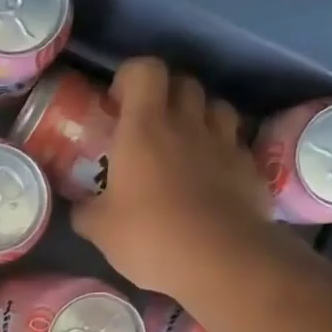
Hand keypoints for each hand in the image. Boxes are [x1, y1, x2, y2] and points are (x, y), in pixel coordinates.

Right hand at [73, 57, 274, 297]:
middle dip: (167, 94)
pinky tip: (214, 177)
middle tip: (151, 124)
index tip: (119, 103)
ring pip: (217, 107)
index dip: (131, 77)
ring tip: (186, 144)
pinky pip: (237, 144)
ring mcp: (225, 144)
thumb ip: (87, 211)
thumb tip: (80, 207)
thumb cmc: (150, 236)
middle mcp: (187, 124)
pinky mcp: (251, 168)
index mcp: (145, 128)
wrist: (220, 261)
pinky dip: (224, 151)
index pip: (145, 70)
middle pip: (184, 82)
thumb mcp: (101, 230)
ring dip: (200, 116)